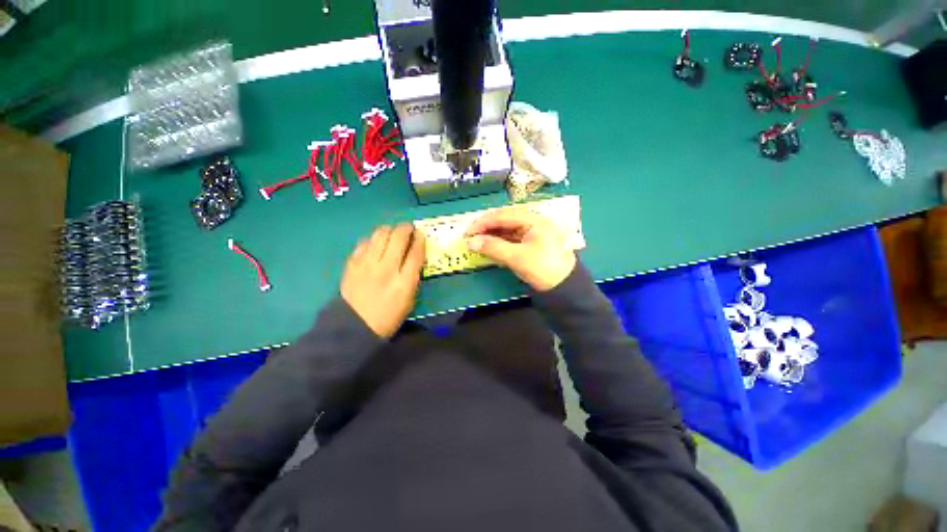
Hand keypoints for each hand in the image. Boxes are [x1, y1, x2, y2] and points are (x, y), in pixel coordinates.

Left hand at [341, 224, 425, 337]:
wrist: (355, 324)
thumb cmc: (388, 315)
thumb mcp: (409, 299)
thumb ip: (413, 276)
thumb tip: (414, 254)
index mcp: (404, 282)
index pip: (415, 253)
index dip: (420, 239)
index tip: (420, 234)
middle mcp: (387, 269)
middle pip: (398, 237)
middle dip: (406, 228)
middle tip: (408, 228)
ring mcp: (367, 265)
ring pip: (380, 234)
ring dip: (389, 229)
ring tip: (392, 233)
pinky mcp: (352, 263)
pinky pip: (364, 242)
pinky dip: (373, 240)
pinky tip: (375, 244)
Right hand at [466, 207, 575, 291]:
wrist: (565, 288)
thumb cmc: (543, 268)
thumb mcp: (517, 257)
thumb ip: (493, 247)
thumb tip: (470, 242)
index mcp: (533, 220)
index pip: (503, 215)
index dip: (484, 222)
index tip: (468, 231)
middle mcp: (532, 223)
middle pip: (505, 220)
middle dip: (487, 227)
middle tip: (471, 236)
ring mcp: (532, 234)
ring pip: (507, 230)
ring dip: (492, 235)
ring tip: (477, 241)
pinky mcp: (530, 245)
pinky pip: (511, 239)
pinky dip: (499, 242)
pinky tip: (490, 246)